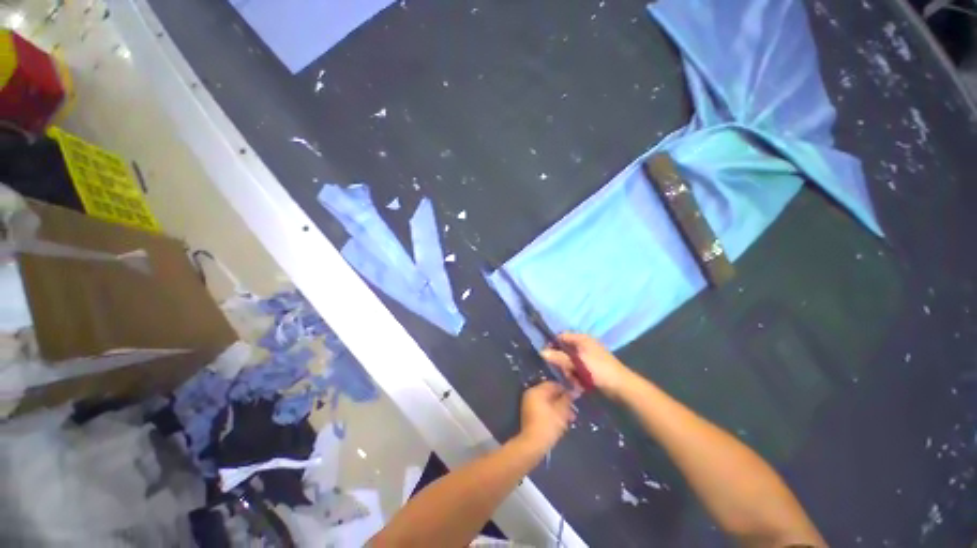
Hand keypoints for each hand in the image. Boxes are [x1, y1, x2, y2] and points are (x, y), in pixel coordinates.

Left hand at [517, 381, 574, 451]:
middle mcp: (531, 394)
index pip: (553, 384)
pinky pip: (544, 409)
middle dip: (563, 400)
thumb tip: (575, 390)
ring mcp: (529, 404)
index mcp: (537, 391)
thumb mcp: (561, 411)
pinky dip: (553, 412)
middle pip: (550, 393)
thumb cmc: (548, 425)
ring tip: (571, 418)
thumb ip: (567, 399)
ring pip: (548, 402)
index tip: (575, 395)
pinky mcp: (530, 415)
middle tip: (574, 408)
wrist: (533, 444)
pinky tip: (562, 421)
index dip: (565, 388)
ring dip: (560, 408)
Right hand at [541, 333, 632, 398]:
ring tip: (575, 382)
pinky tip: (579, 385)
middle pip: (564, 350)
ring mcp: (587, 355)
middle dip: (562, 363)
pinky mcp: (590, 366)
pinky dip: (576, 376)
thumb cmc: (599, 371)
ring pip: (569, 361)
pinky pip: (577, 368)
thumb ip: (559, 357)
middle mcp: (583, 344)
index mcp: (581, 338)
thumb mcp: (577, 363)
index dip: (552, 345)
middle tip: (566, 374)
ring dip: (569, 372)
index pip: (561, 336)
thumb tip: (542, 352)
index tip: (547, 357)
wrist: (622, 387)